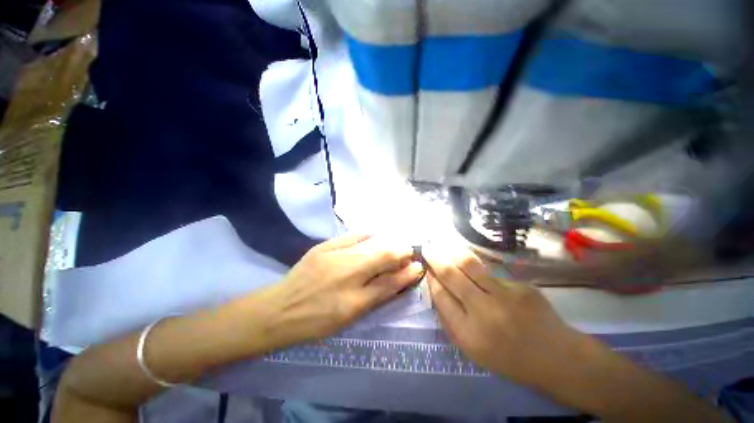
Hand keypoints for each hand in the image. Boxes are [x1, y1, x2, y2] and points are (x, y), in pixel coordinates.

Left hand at [259, 234, 423, 347]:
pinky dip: (367, 235)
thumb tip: (399, 278)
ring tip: (392, 246)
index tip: (418, 265)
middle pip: (383, 256)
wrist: (278, 310)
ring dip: (387, 243)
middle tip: (407, 253)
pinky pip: (352, 236)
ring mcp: (334, 256)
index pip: (390, 281)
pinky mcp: (323, 246)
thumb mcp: (350, 316)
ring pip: (371, 244)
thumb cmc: (316, 320)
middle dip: (400, 252)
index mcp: (354, 300)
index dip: (407, 272)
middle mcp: (347, 274)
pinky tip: (373, 236)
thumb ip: (377, 295)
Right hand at [422, 243, 586, 389]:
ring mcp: (505, 296)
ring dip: (452, 252)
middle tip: (427, 247)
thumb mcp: (472, 350)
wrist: (557, 358)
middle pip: (451, 276)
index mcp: (469, 334)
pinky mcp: (521, 286)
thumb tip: (436, 289)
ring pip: (470, 265)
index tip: (427, 268)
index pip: (441, 296)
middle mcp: (484, 312)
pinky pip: (491, 274)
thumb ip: (450, 321)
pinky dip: (479, 269)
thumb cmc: (509, 359)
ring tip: (442, 243)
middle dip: (435, 258)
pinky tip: (477, 268)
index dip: (431, 278)